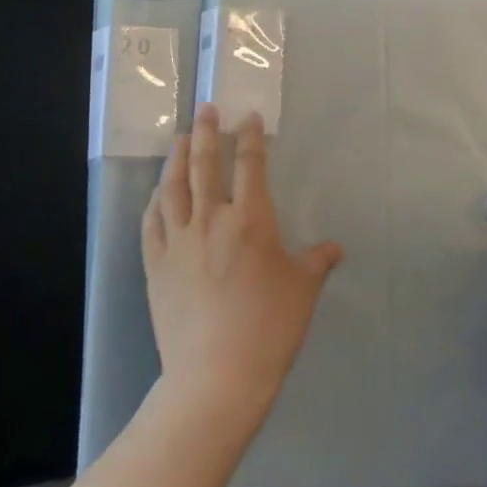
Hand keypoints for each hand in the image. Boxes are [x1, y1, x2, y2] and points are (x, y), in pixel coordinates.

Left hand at [142, 105, 343, 427]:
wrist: (216, 377)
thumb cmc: (269, 328)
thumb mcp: (303, 291)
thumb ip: (317, 261)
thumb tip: (335, 248)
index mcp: (251, 220)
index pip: (250, 166)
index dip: (249, 137)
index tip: (247, 117)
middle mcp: (211, 220)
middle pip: (205, 165)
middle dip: (207, 132)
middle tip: (205, 108)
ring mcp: (178, 243)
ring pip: (173, 188)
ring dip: (177, 158)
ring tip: (180, 139)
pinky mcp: (156, 267)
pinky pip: (151, 224)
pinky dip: (154, 202)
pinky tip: (157, 194)